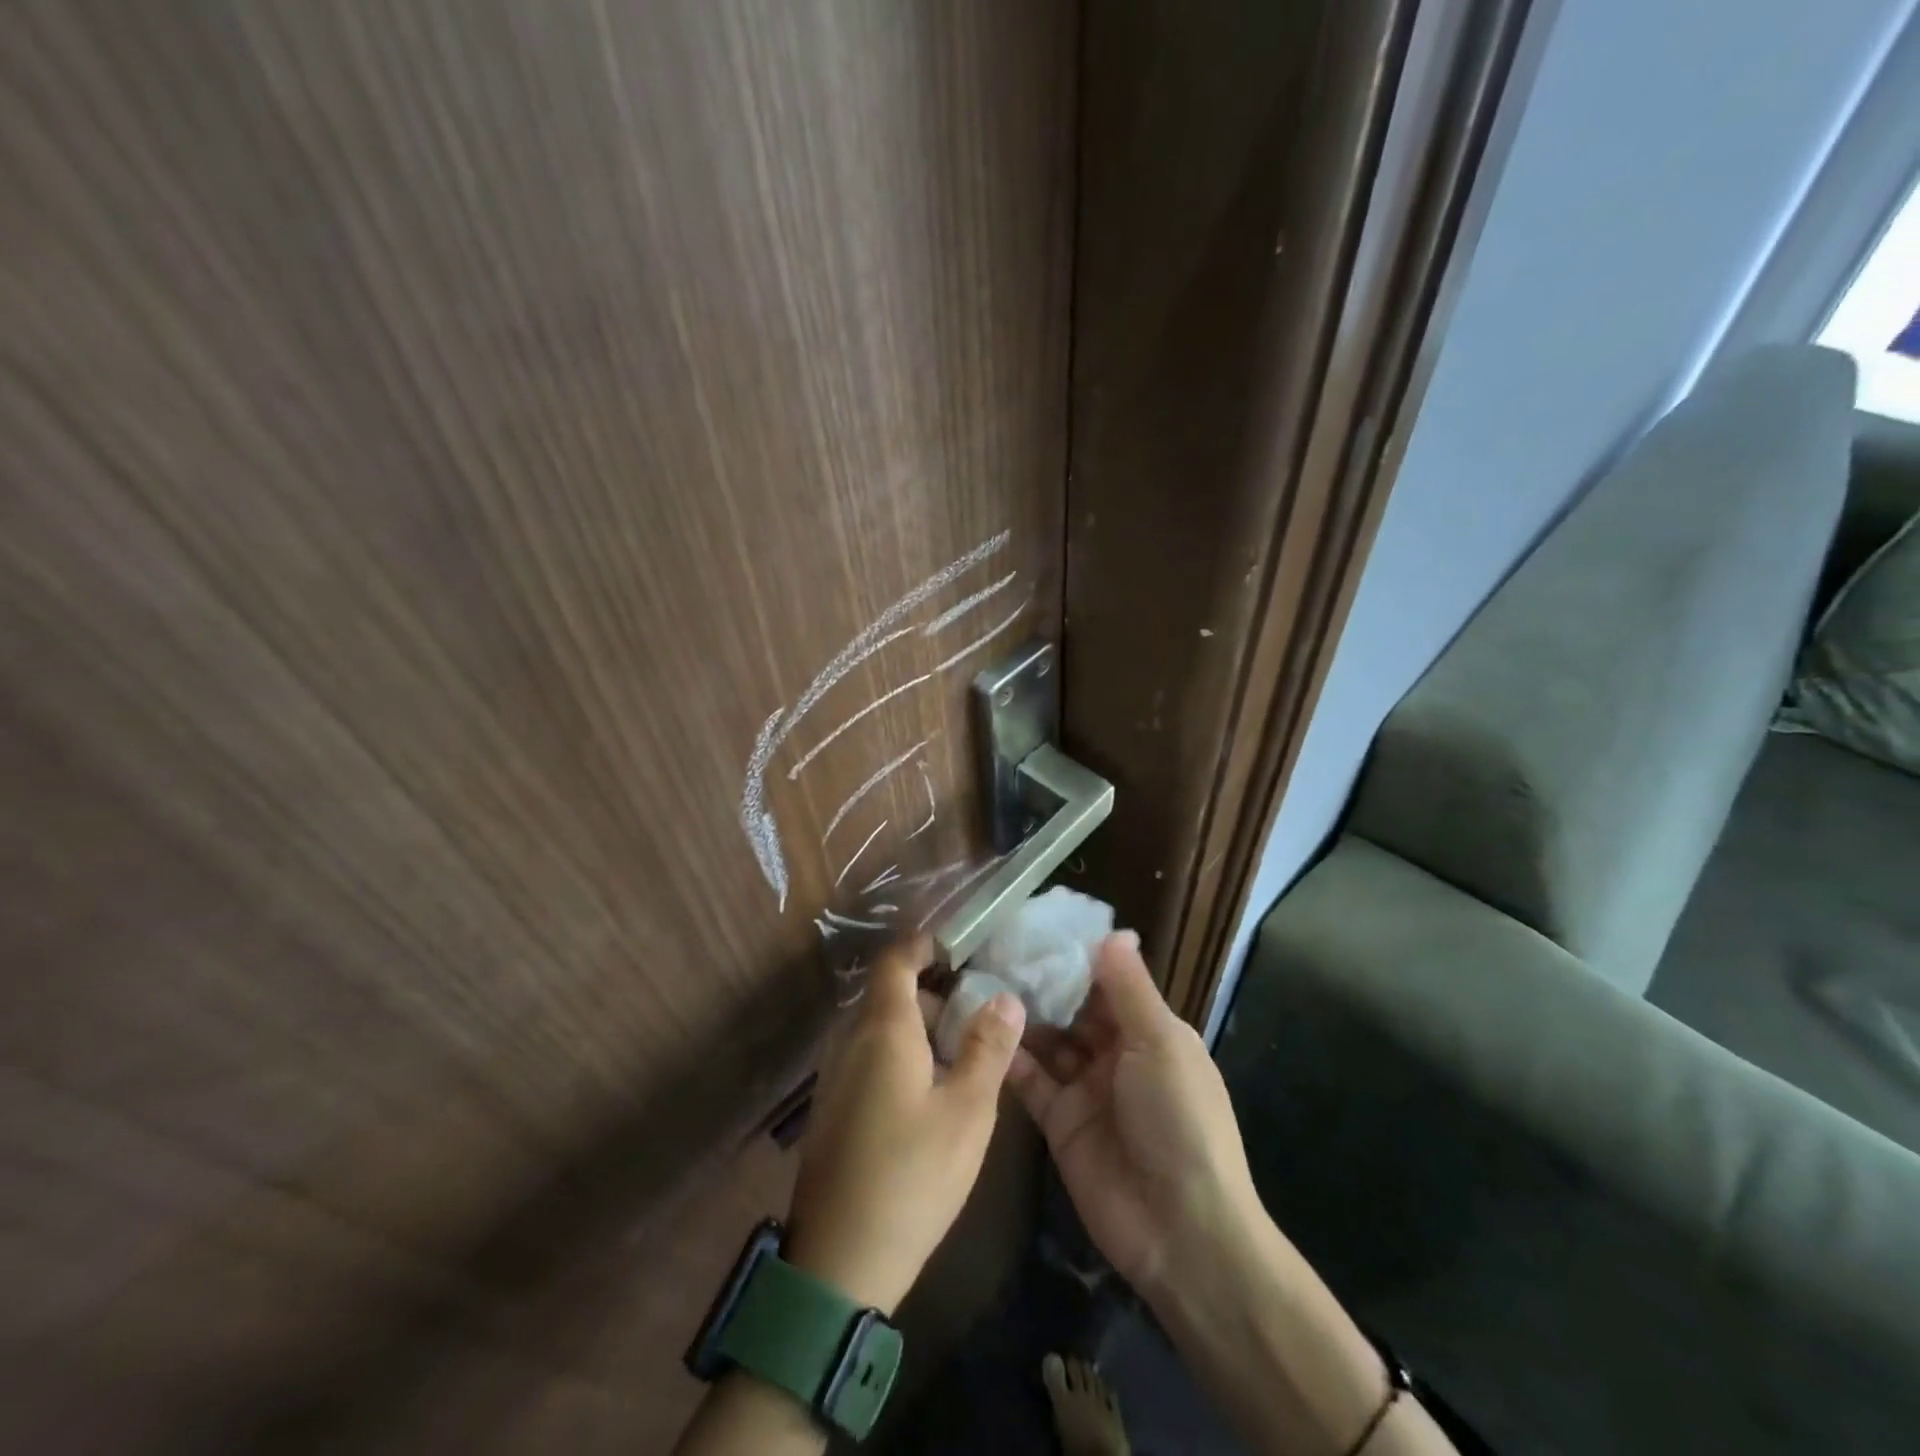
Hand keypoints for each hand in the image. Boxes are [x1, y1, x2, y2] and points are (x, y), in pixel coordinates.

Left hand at [783, 937, 1025, 1314]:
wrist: (838, 1263)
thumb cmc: (912, 1177)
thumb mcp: (966, 1112)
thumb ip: (987, 1048)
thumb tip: (1006, 997)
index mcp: (881, 1029)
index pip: (895, 959)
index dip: (924, 944)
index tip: (959, 949)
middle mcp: (849, 1040)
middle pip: (889, 993)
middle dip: (932, 994)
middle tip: (976, 1017)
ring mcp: (833, 1074)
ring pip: (877, 1027)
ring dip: (917, 1028)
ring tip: (959, 1059)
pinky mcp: (830, 1107)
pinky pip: (865, 1056)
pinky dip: (897, 1054)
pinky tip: (926, 1095)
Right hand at [1008, 932, 1260, 1300]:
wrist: (1180, 1230)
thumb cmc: (1178, 1119)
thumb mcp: (1160, 1043)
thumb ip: (1129, 989)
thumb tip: (1114, 932)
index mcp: (1149, 1031)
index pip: (1107, 983)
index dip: (1074, 957)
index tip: (1034, 926)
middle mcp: (1116, 1054)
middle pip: (1072, 1009)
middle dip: (1041, 984)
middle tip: (993, 949)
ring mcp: (1086, 1088)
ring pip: (1048, 1041)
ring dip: (1021, 1016)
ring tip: (978, 980)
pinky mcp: (1059, 1122)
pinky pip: (1031, 1081)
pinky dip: (1010, 1057)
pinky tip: (979, 1028)